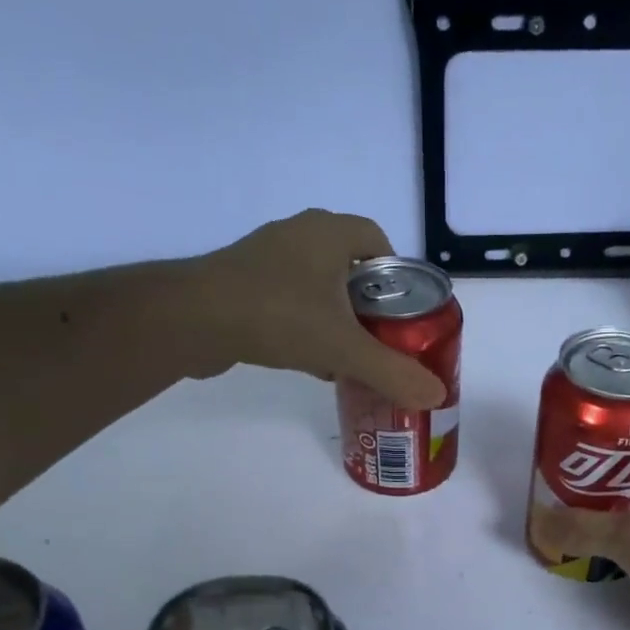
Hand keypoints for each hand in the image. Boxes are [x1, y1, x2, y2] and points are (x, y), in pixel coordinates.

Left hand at [179, 210, 445, 408]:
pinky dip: (304, 326)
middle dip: (368, 303)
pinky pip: (288, 301)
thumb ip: (392, 372)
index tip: (402, 311)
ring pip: (316, 286)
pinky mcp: (241, 284)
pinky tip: (310, 362)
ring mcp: (265, 258)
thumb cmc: (277, 316)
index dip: (396, 273)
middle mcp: (297, 235)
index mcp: (328, 232)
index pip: (377, 239)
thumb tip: (437, 396)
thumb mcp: (344, 348)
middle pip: (349, 266)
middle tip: (381, 338)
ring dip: (335, 318)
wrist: (192, 320)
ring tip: (349, 356)